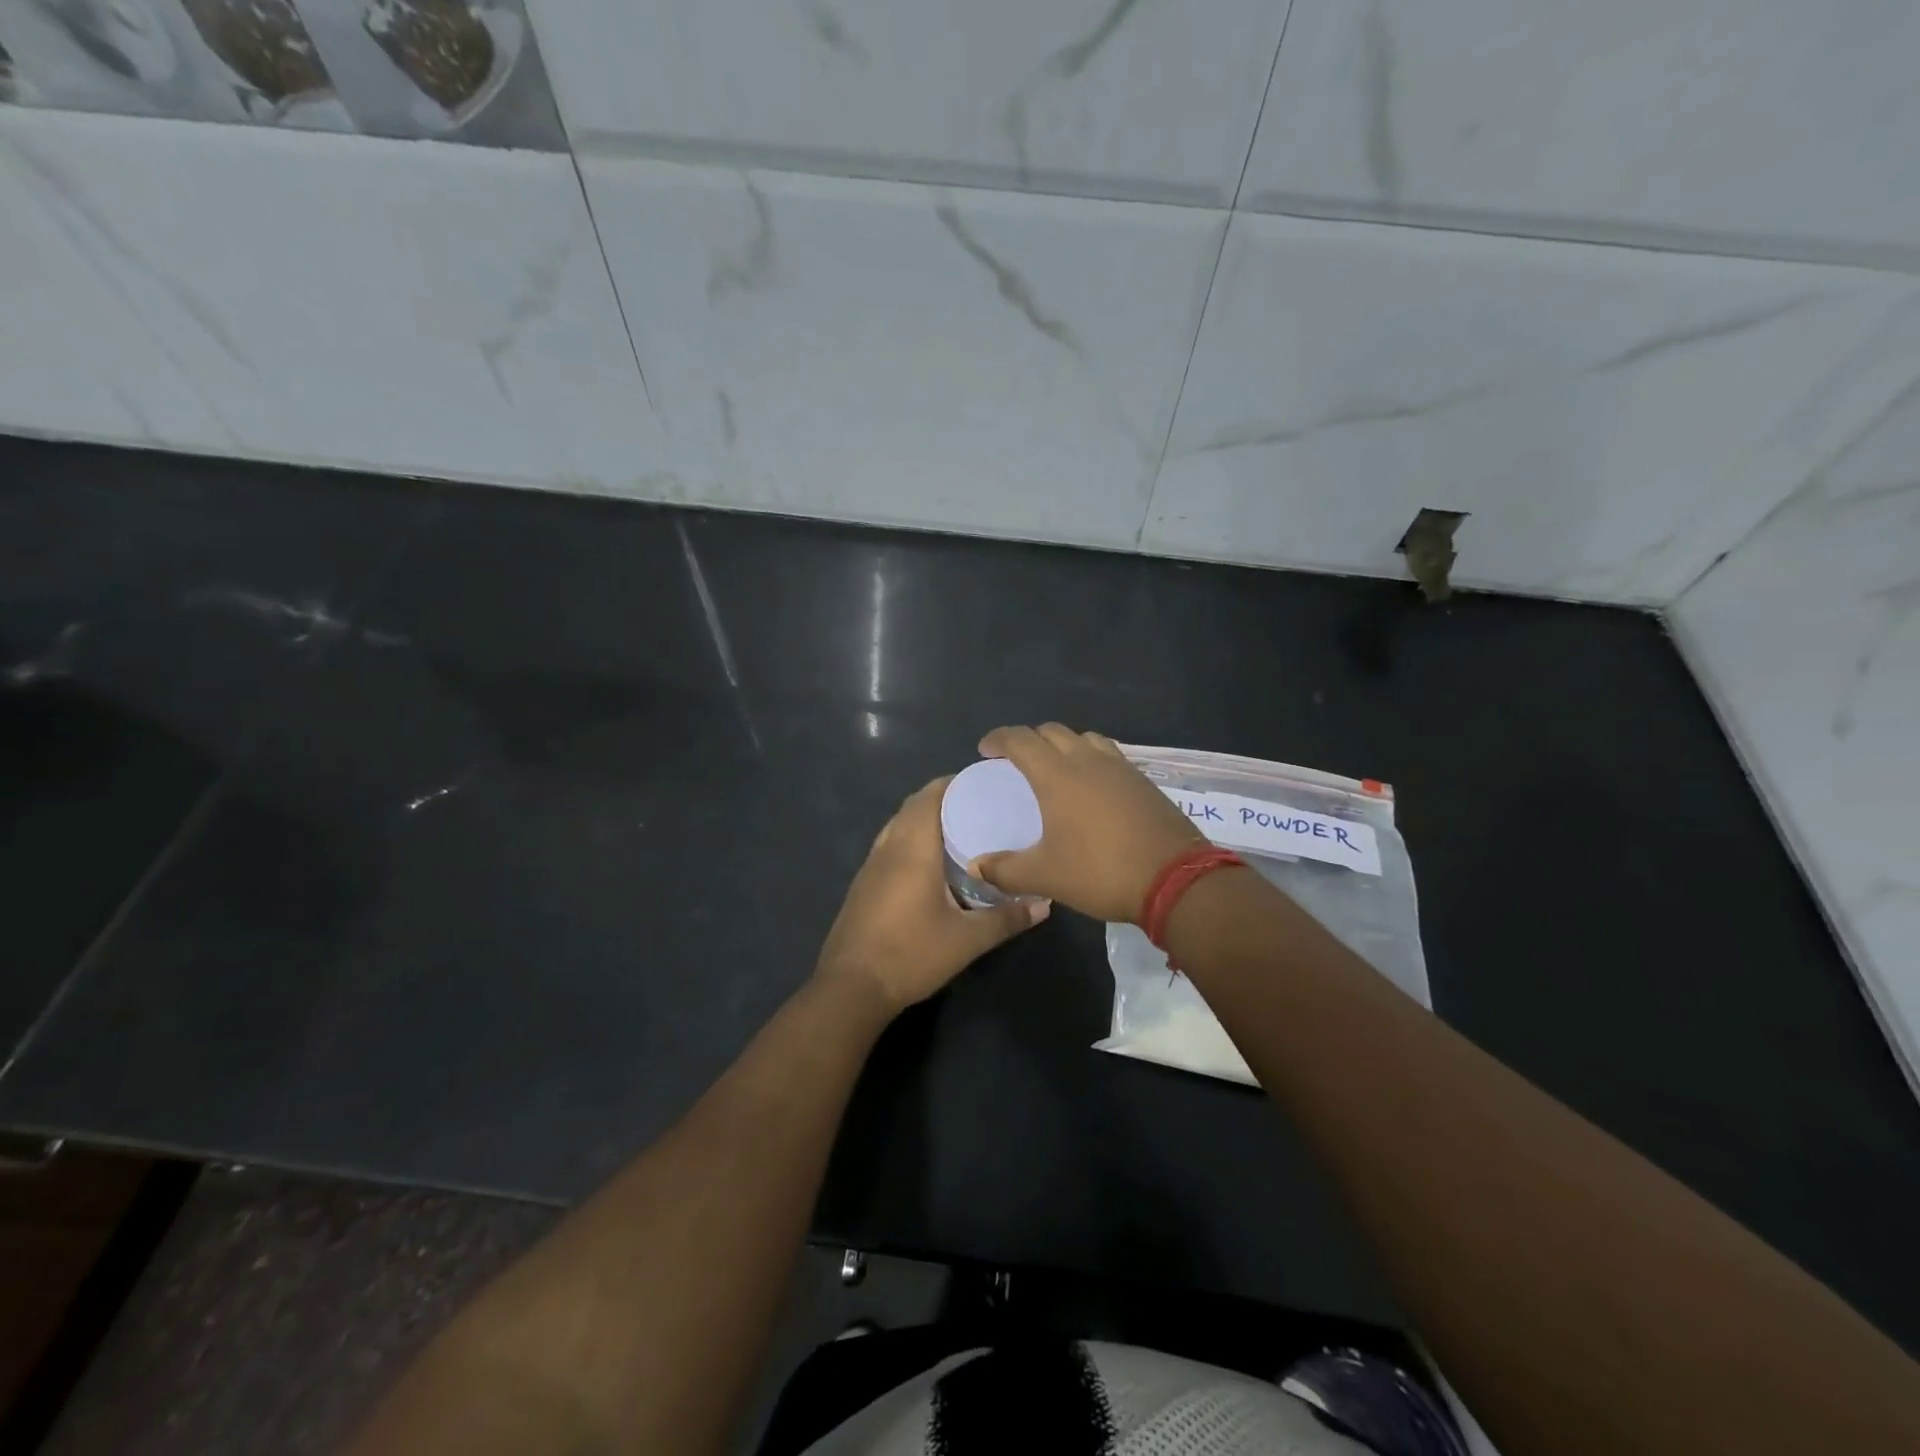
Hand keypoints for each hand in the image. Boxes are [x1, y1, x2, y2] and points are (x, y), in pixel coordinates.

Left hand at [814, 777, 1049, 1016]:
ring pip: (900, 824)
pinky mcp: (864, 883)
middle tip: (981, 807)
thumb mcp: (967, 940)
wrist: (851, 987)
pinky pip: (891, 844)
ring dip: (925, 818)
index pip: (931, 795)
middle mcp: (889, 846)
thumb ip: (1006, 918)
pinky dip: (912, 838)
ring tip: (961, 830)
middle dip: (945, 798)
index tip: (985, 784)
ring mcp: (871, 864)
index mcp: (913, 848)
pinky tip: (932, 863)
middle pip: (914, 805)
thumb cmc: (911, 954)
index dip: (955, 783)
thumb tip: (1044, 904)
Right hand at [971, 724, 1203, 924]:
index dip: (998, 739)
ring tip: (1055, 768)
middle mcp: (1087, 760)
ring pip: (1084, 738)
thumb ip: (1005, 870)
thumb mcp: (1045, 876)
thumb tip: (976, 866)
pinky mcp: (1142, 780)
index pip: (1020, 739)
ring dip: (1063, 744)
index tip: (985, 750)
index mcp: (1057, 775)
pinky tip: (1091, 787)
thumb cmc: (1100, 871)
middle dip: (1029, 739)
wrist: (1175, 879)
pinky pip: (1108, 755)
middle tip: (1016, 761)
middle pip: (1051, 731)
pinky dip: (1090, 759)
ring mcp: (1120, 767)